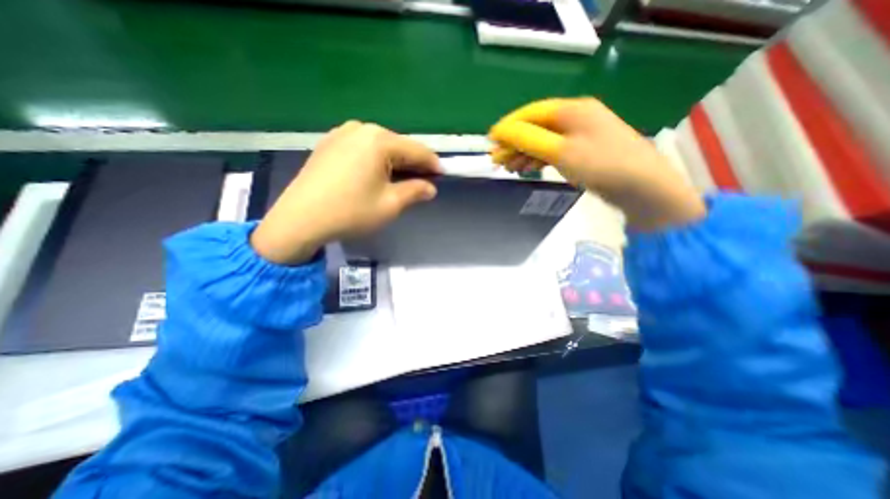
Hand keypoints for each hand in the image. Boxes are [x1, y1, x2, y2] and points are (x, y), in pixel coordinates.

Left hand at [250, 120, 440, 263]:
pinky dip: (375, 160)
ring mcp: (342, 133)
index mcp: (379, 141)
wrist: (300, 219)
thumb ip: (415, 191)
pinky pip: (362, 148)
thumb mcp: (390, 204)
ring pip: (381, 146)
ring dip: (394, 162)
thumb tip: (430, 188)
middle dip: (413, 164)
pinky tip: (374, 176)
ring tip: (399, 181)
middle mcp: (361, 128)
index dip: (433, 165)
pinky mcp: (329, 143)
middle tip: (421, 183)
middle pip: (399, 145)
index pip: (418, 150)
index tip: (442, 177)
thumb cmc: (351, 212)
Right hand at [489, 98, 706, 231]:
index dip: (508, 127)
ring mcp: (579, 136)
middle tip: (497, 161)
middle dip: (514, 144)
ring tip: (508, 168)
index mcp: (571, 110)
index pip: (530, 114)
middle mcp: (575, 118)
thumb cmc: (601, 164)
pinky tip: (527, 169)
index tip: (491, 142)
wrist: (641, 186)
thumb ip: (528, 139)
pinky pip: (553, 151)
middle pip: (536, 128)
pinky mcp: (582, 152)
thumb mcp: (560, 151)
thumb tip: (501, 132)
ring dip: (524, 153)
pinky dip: (538, 159)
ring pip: (543, 141)